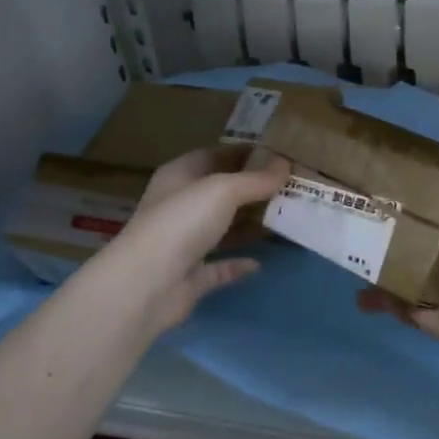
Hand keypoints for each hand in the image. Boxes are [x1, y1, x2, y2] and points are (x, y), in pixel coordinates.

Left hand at [96, 148, 290, 335]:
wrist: (147, 285)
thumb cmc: (182, 222)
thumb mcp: (223, 190)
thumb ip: (256, 179)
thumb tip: (285, 164)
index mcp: (179, 176)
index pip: (214, 155)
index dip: (244, 153)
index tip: (279, 154)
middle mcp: (179, 206)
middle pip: (221, 192)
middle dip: (253, 189)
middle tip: (291, 187)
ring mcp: (184, 242)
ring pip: (222, 229)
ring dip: (249, 225)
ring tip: (286, 218)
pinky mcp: (191, 276)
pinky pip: (220, 266)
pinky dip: (238, 264)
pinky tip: (261, 262)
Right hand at [356, 134, 438, 345]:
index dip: (412, 216)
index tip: (381, 207)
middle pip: (425, 259)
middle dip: (394, 257)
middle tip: (358, 250)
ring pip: (424, 294)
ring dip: (394, 291)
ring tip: (360, 286)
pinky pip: (437, 324)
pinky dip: (412, 317)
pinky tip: (387, 304)